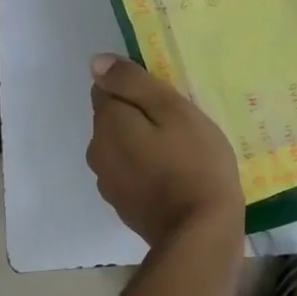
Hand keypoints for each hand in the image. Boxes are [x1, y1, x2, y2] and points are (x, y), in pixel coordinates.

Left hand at [86, 54, 244, 250]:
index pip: (106, 87)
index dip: (136, 87)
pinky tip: (175, 173)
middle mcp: (98, 151)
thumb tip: (96, 62)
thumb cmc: (194, 162)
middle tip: (179, 121)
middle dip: (139, 114)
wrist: (201, 233)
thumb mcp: (172, 110)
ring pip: (122, 145)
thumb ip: (133, 83)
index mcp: (108, 123)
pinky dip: (146, 166)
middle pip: (113, 117)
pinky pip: (130, 171)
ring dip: (142, 141)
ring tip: (180, 147)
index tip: (167, 97)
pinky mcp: (124, 205)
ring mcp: (108, 182)